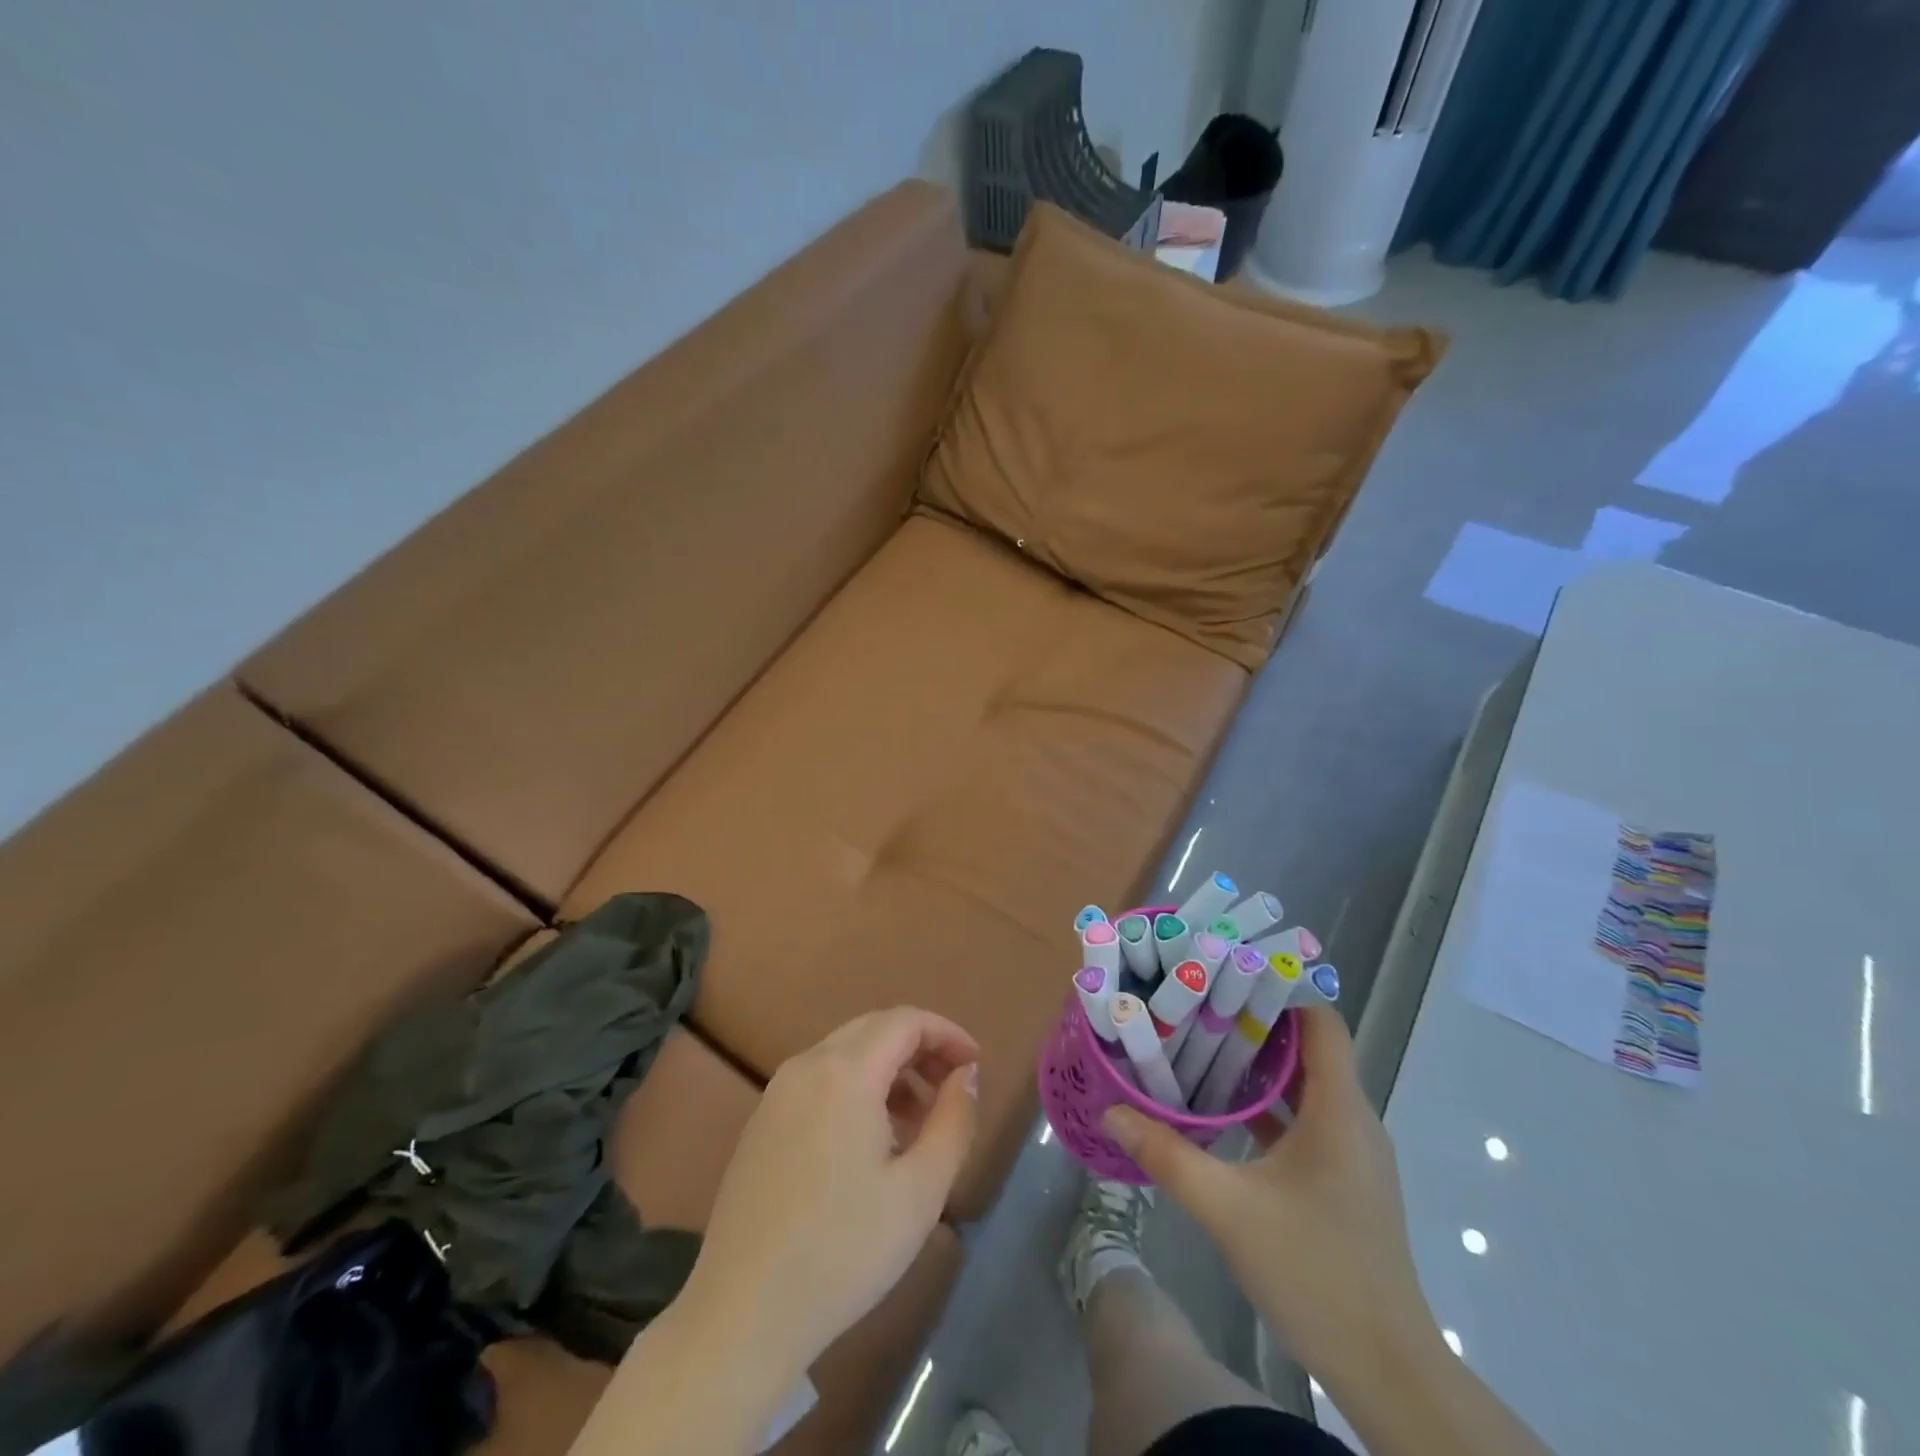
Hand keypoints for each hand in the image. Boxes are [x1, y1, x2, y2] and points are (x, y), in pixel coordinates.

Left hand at [678, 1008, 979, 1384]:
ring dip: (889, 1070)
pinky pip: (819, 1080)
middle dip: (920, 1048)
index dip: (947, 1034)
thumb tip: (965, 1075)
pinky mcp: (761, 1122)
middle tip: (952, 1088)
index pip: (906, 1021)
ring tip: (916, 1123)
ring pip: (845, 1053)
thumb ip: (954, 1120)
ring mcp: (777, 1093)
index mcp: (845, 1072)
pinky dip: (856, 1088)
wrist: (743, 1314)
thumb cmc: (844, 1250)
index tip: (975, 1066)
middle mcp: (806, 1065)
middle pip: (874, 1029)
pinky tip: (869, 1142)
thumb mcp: (921, 1190)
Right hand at [1102, 1005, 1439, 1385]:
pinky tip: (1221, 1110)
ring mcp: (1351, 1152)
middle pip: (1308, 1048)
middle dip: (1253, 1023)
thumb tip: (1112, 1112)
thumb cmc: (1315, 1272)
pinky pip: (1305, 1120)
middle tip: (1195, 1005)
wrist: (1387, 1371)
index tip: (1223, 975)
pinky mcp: (1343, 1180)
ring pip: (1304, 1086)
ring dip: (1257, 1065)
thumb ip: (1168, 1155)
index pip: (1321, 1022)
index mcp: (1339, 1110)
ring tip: (1199, 1045)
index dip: (1278, 992)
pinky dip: (1267, 1105)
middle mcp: (1352, 1120)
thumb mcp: (1229, 1210)